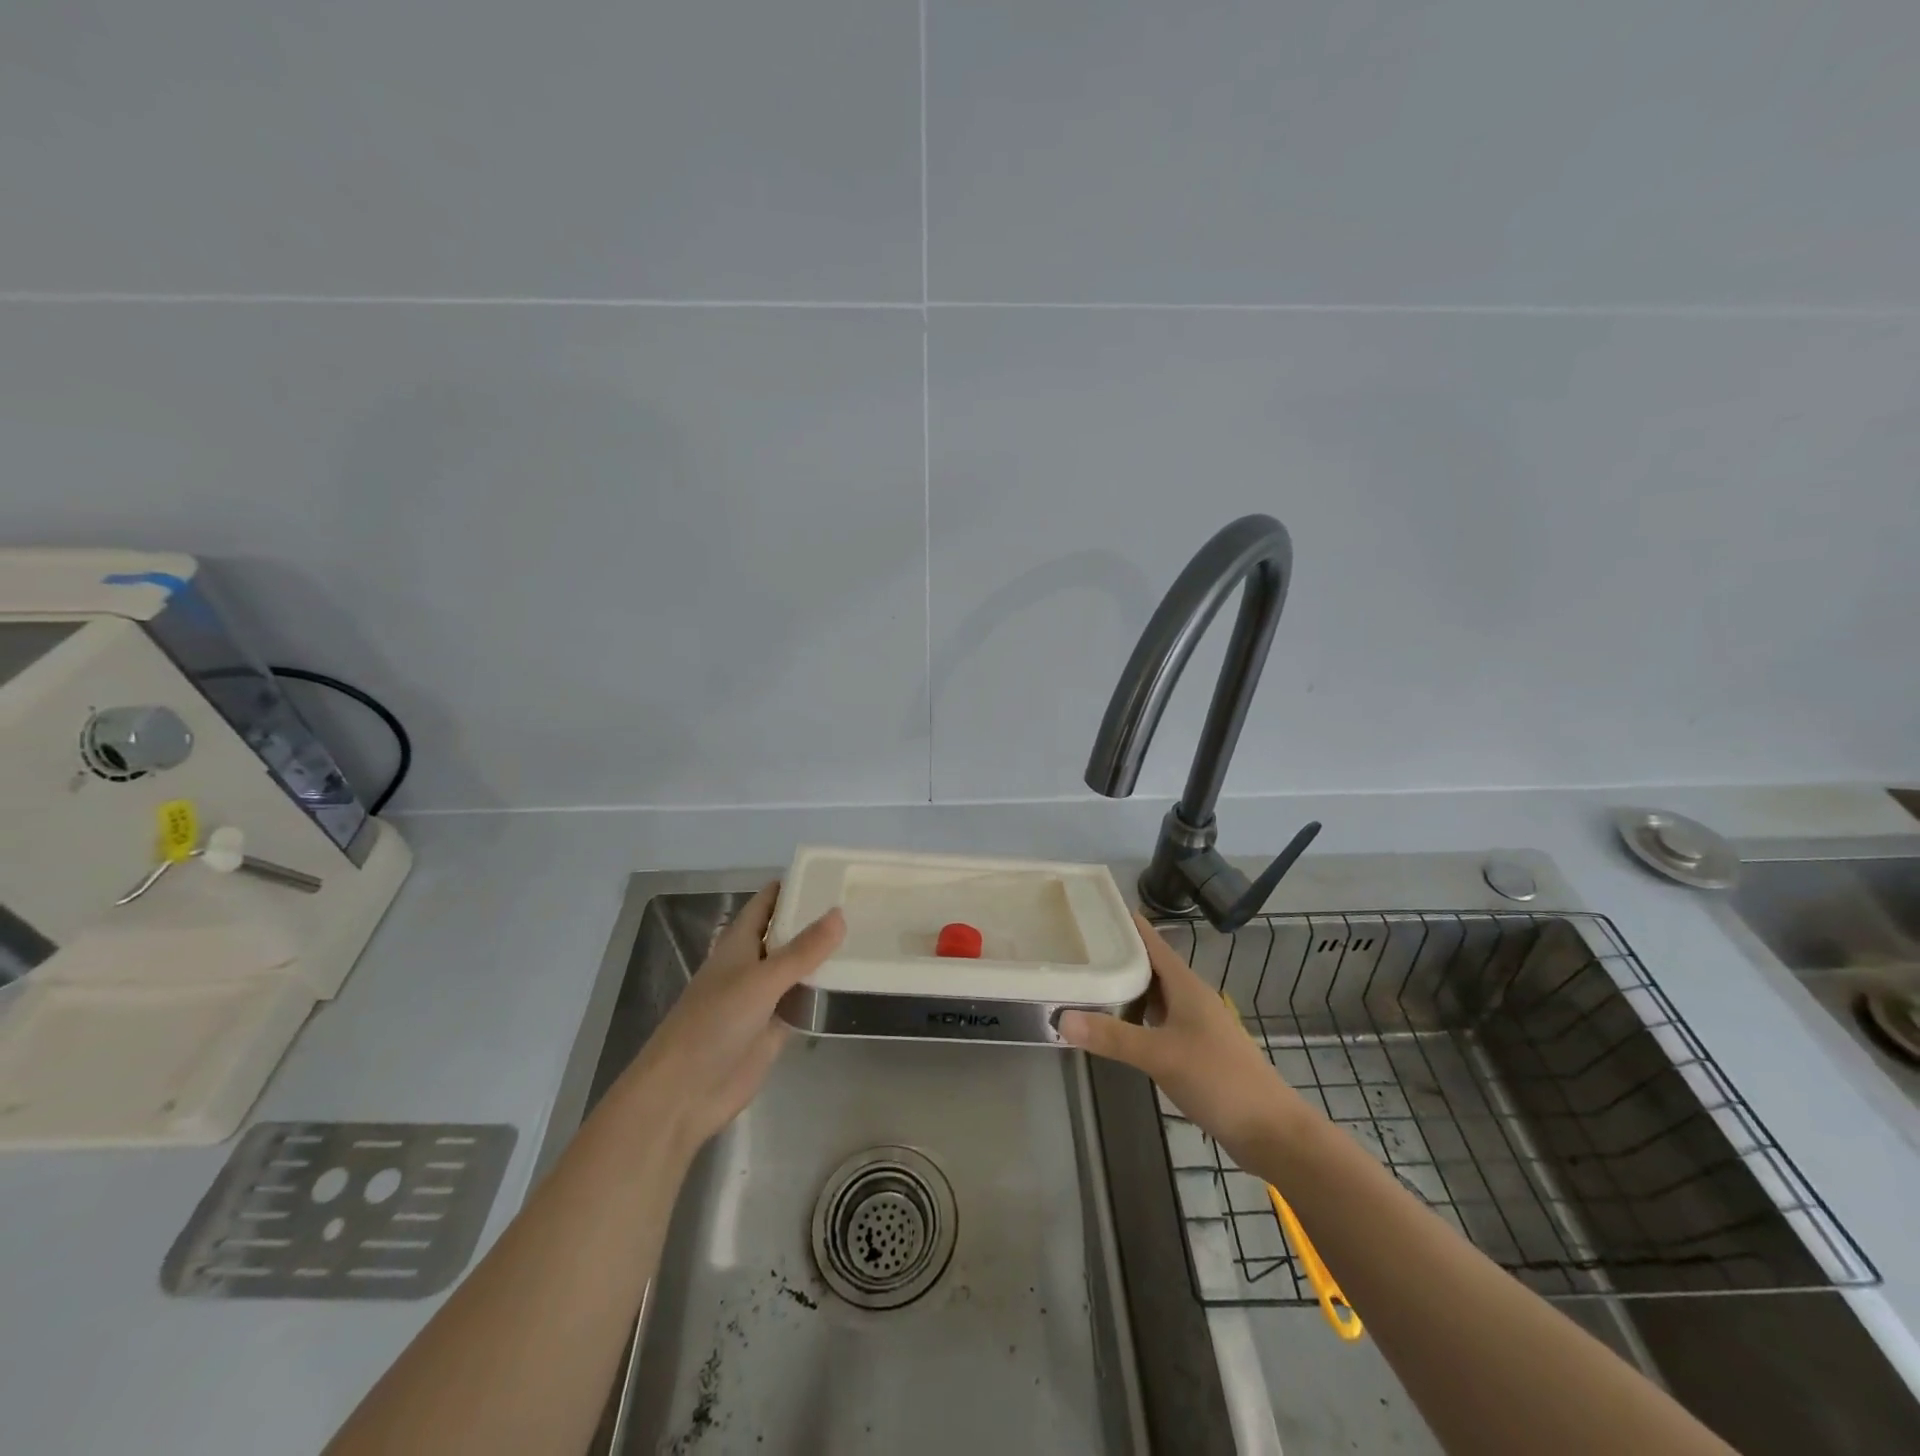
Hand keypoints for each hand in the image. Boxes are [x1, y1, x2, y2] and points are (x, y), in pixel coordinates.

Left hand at [619, 882, 844, 1161]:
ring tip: (867, 934)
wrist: (685, 1092)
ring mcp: (764, 997)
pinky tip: (854, 980)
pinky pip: (803, 1000)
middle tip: (861, 901)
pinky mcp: (775, 1028)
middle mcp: (752, 964)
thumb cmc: (714, 1023)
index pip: (767, 903)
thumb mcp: (761, 980)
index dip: (793, 886)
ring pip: (798, 967)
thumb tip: (839, 913)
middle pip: (787, 934)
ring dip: (824, 955)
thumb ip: (802, 951)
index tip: (830, 873)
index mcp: (739, 943)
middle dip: (816, 919)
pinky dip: (824, 991)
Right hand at [1059, 912, 1309, 1164]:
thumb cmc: (1218, 1079)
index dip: (1126, 924)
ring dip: (1125, 988)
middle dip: (1117, 955)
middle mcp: (1190, 998)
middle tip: (1076, 947)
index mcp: (1186, 986)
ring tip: (1088, 981)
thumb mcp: (1160, 1055)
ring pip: (1154, 996)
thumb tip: (1059, 1018)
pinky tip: (1115, 1027)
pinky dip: (1135, 1018)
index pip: (1152, 942)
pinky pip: (1157, 1021)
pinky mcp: (1195, 1050)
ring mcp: (1194, 1025)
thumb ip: (1112, 1037)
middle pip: (1150, 967)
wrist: (1270, 1131)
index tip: (1092, 908)